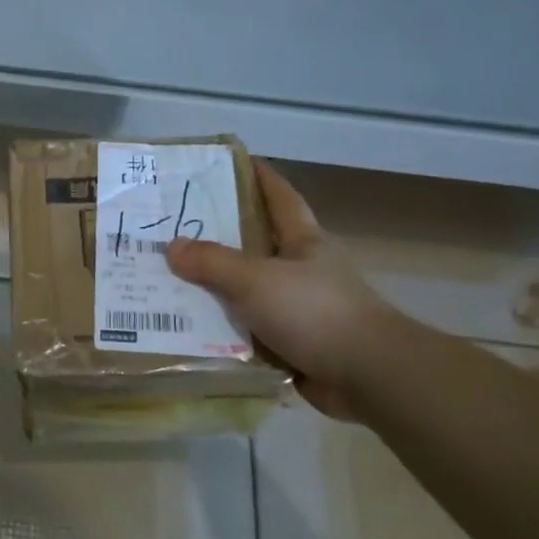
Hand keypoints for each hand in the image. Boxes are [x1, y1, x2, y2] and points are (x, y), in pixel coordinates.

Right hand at [166, 162, 404, 419]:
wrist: (369, 376)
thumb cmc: (315, 312)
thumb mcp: (256, 280)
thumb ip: (213, 263)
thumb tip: (172, 247)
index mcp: (303, 242)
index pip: (281, 197)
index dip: (260, 177)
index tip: (233, 161)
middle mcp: (302, 270)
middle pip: (257, 244)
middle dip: (221, 236)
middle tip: (175, 227)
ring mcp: (300, 309)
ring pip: (249, 291)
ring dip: (216, 290)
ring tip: (169, 281)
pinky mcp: (295, 345)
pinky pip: (249, 331)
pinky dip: (224, 332)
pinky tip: (190, 332)